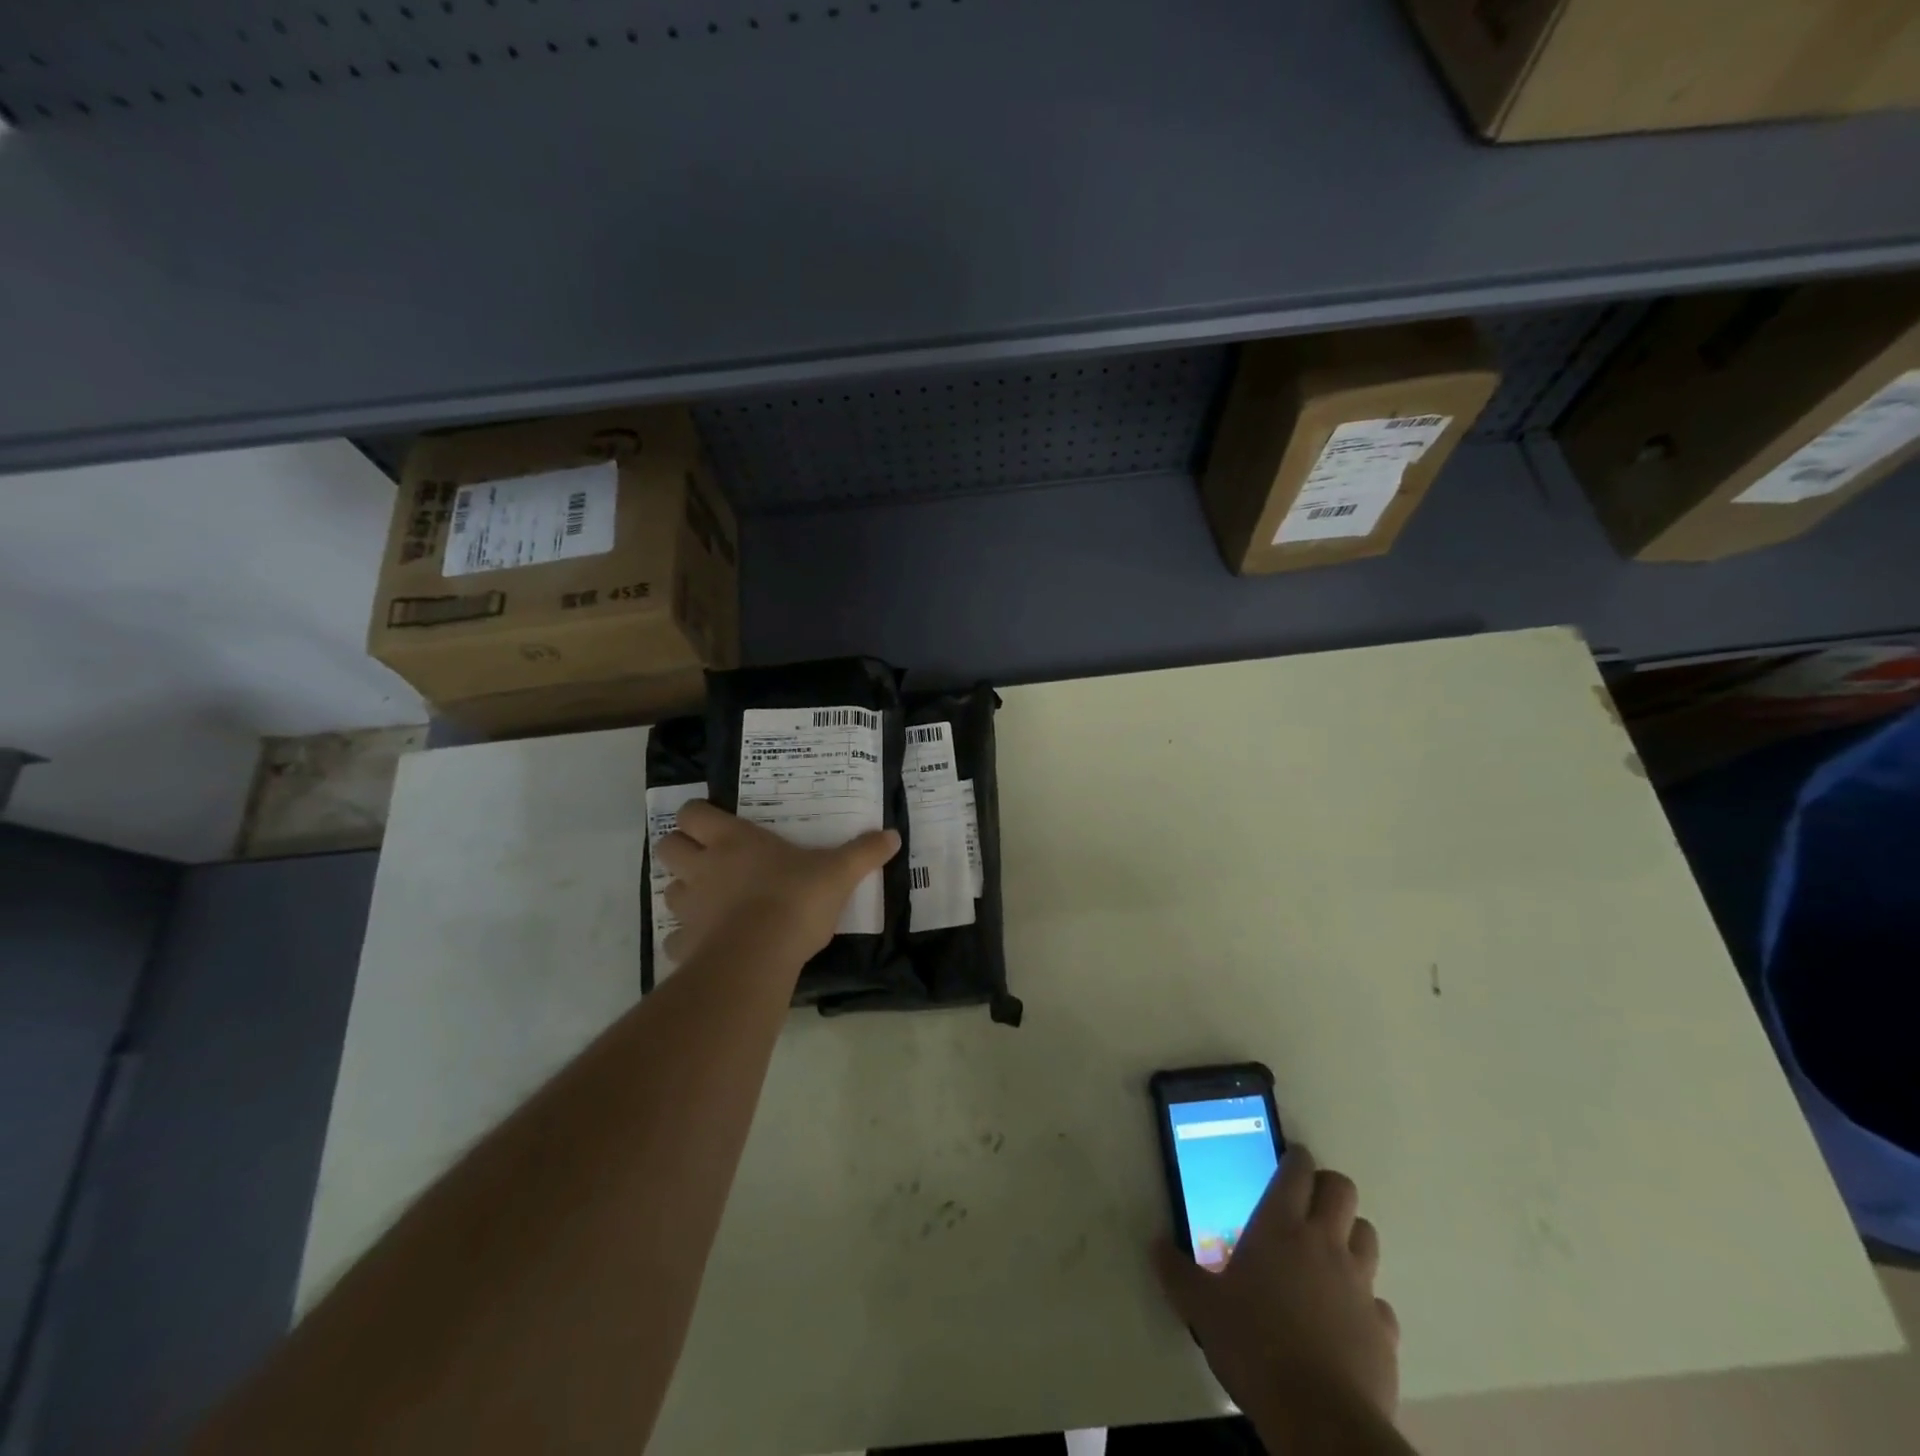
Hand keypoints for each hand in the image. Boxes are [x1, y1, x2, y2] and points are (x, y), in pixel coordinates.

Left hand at [655, 799, 900, 968]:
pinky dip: (688, 939)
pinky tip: (711, 943)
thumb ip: (863, 853)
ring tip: (712, 901)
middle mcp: (703, 868)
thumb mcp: (838, 872)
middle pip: (666, 847)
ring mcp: (690, 907)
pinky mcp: (685, 945)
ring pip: (668, 891)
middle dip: (681, 850)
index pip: (691, 813)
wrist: (760, 956)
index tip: (716, 824)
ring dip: (685, 892)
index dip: (697, 816)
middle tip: (709, 860)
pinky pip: (676, 939)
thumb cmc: (795, 899)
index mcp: (733, 840)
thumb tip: (893, 835)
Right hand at [1153, 1146, 1399, 1429]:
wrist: (1321, 1420)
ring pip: (1367, 1235)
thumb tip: (1155, 1245)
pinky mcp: (1383, 1329)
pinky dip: (1366, 1301)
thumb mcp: (1201, 1307)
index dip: (1295, 1158)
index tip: (1289, 1158)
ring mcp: (1359, 1285)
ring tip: (1329, 1251)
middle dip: (1327, 1186)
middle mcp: (1323, 1243)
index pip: (1297, 1170)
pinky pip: (1379, 1301)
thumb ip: (1176, 1272)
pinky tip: (1347, 1317)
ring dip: (1350, 1234)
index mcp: (1279, 1226)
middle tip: (1307, 1199)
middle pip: (1342, 1190)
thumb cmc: (1254, 1346)